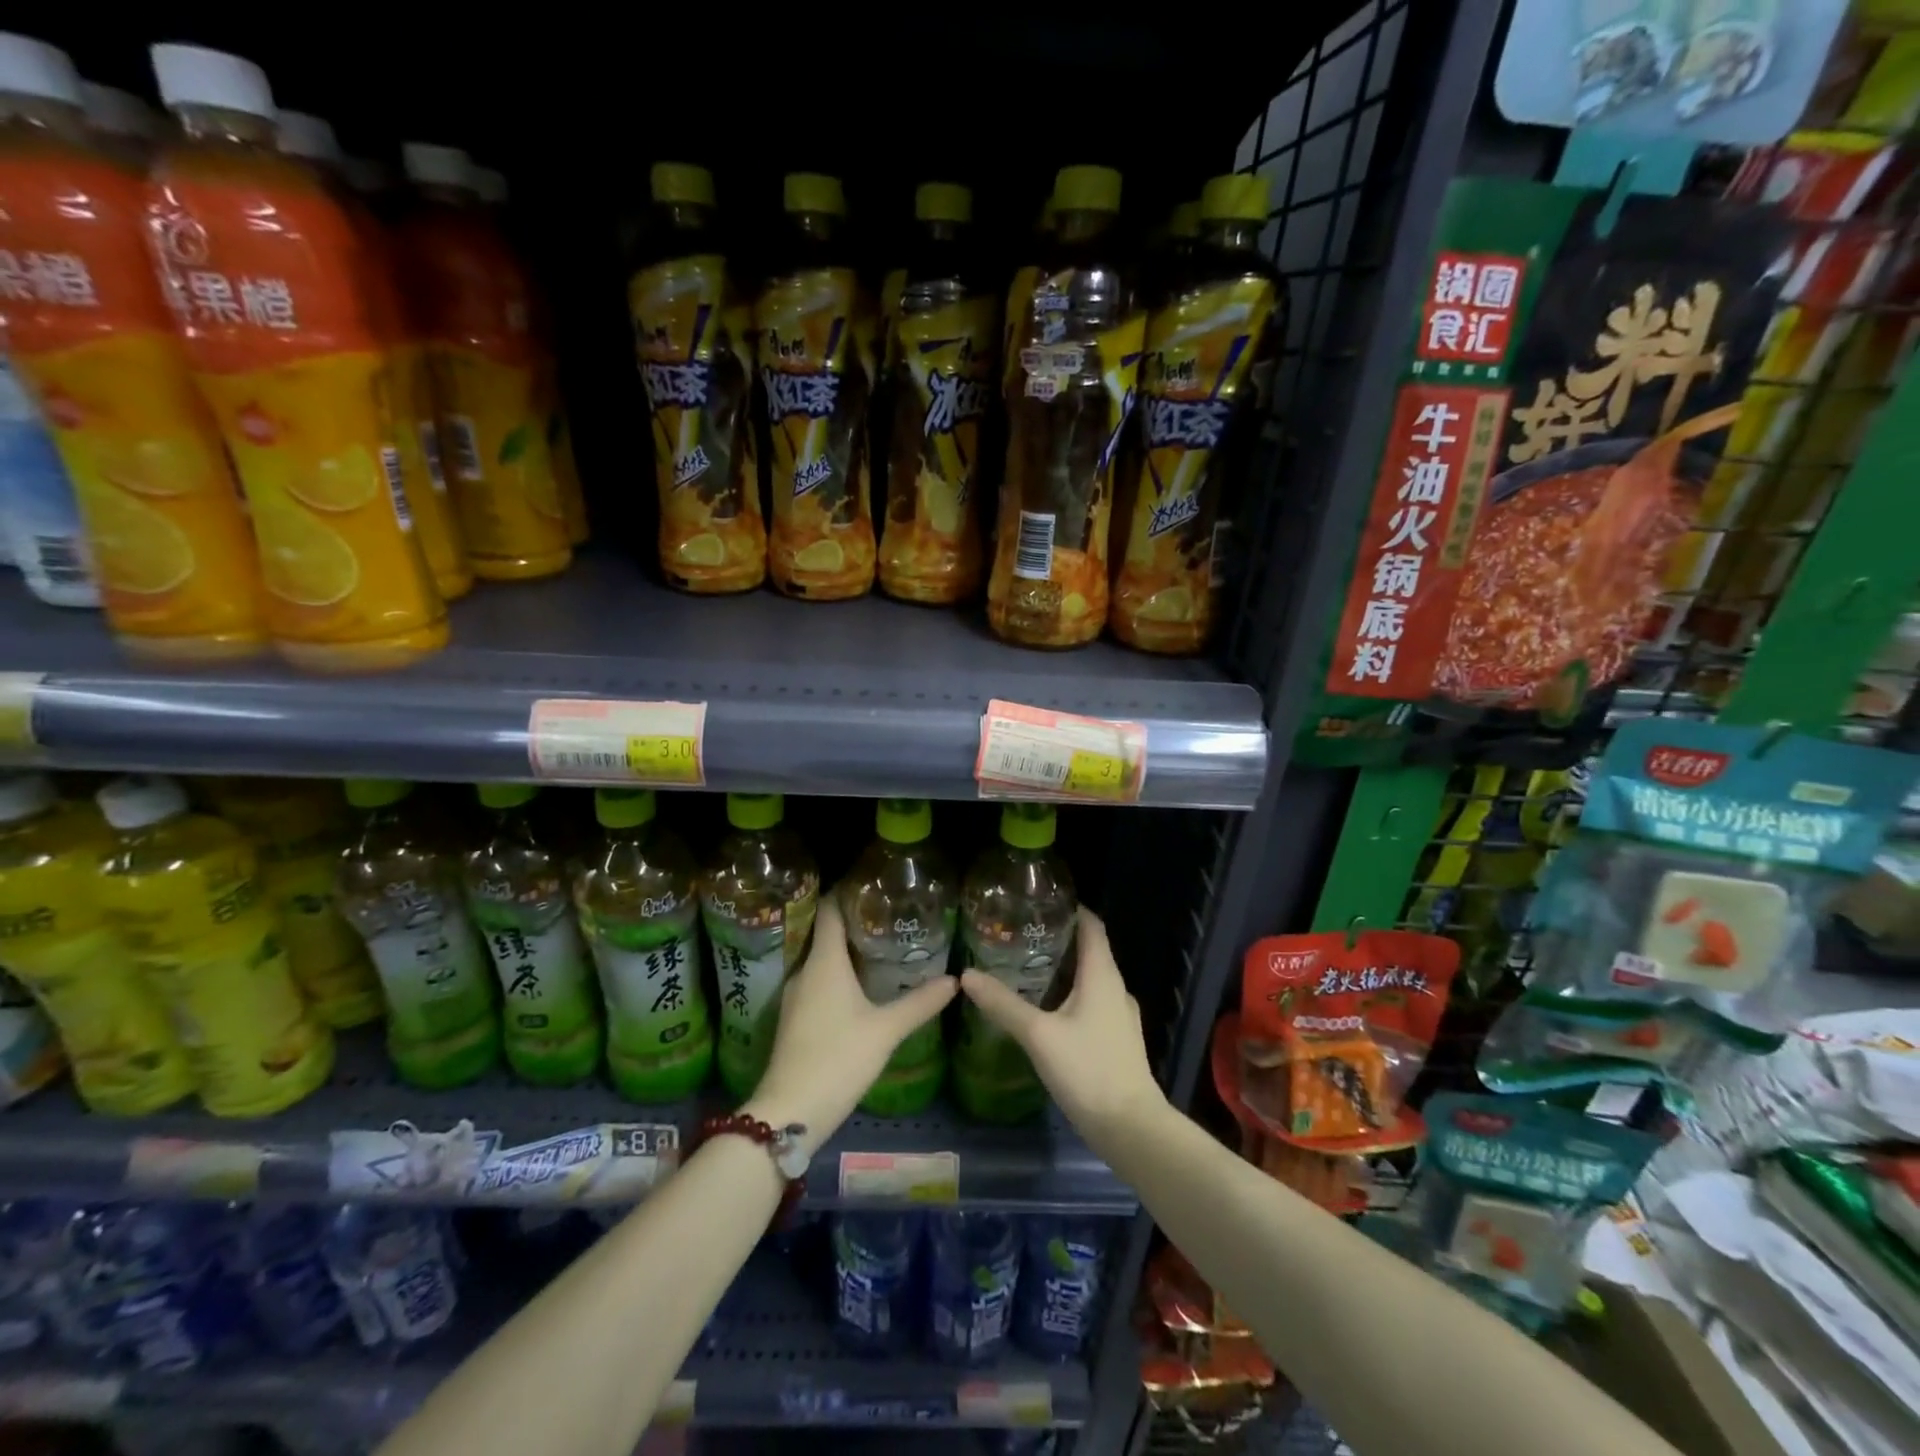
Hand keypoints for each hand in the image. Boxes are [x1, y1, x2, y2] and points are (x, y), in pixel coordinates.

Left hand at [744, 896, 955, 1148]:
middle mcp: (805, 970)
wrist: (790, 1111)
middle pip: (826, 931)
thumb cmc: (838, 1058)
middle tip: (888, 914)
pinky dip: (838, 974)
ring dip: (846, 949)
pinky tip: (860, 984)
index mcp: (824, 961)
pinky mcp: (795, 1018)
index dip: (847, 890)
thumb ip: (920, 1002)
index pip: (829, 909)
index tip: (873, 883)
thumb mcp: (885, 1030)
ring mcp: (796, 995)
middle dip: (854, 920)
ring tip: (880, 944)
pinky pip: (818, 981)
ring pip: (822, 959)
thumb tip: (956, 979)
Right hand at [959, 906, 1167, 1148]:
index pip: (1092, 926)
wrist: (1131, 1129)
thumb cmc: (1088, 1071)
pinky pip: (1092, 1003)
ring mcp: (1119, 1016)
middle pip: (1089, 951)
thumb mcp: (1039, 1035)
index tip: (1040, 901)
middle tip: (1019, 935)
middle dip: (1058, 940)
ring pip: (1090, 979)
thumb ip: (1003, 1004)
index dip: (1071, 909)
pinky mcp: (1117, 1040)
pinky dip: (1070, 995)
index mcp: (1103, 975)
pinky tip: (1045, 1011)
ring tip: (1026, 969)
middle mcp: (1115, 988)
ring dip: (1063, 969)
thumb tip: (967, 975)